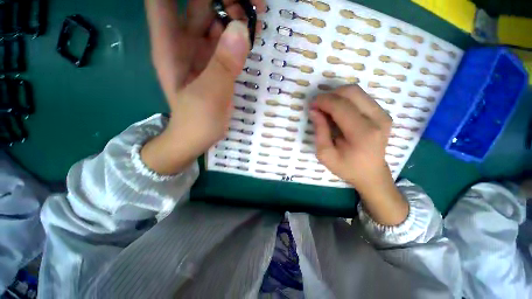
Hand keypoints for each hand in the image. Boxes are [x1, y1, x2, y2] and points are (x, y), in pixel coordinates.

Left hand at [141, 0, 264, 174]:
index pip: (163, 0)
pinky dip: (240, 33)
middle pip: (196, 3)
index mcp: (170, 45)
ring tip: (255, 15)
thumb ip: (223, 66)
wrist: (198, 137)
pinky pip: (228, 40)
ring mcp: (202, 52)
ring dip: (234, 12)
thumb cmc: (196, 121)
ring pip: (215, 19)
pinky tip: (253, 34)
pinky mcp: (217, 63)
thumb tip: (241, 30)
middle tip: (248, 4)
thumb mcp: (208, 96)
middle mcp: (184, 42)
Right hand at [309, 86, 408, 225]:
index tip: (312, 105)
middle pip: (351, 91)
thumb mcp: (325, 155)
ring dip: (338, 96)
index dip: (323, 101)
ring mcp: (383, 114)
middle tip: (319, 106)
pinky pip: (361, 97)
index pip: (341, 106)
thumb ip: (320, 131)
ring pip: (357, 91)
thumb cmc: (347, 167)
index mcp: (362, 133)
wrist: (371, 174)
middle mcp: (377, 119)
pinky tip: (338, 111)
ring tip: (327, 109)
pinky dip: (346, 100)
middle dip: (330, 95)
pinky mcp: (383, 113)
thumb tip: (314, 110)